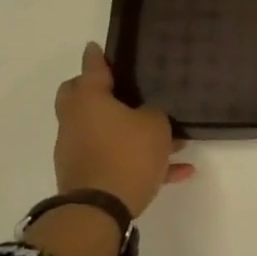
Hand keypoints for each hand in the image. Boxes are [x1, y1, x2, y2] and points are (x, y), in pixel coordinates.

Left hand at [52, 42, 192, 217]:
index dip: (97, 57)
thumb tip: (145, 115)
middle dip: (99, 92)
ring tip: (174, 141)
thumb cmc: (127, 154)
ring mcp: (78, 150)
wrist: (100, 209)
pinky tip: (179, 171)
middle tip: (121, 89)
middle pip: (82, 98)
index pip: (92, 69)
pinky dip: (143, 162)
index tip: (95, 47)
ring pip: (106, 132)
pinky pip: (119, 161)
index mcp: (88, 100)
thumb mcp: (154, 125)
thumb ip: (152, 113)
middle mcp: (77, 121)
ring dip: (132, 132)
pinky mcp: (88, 176)